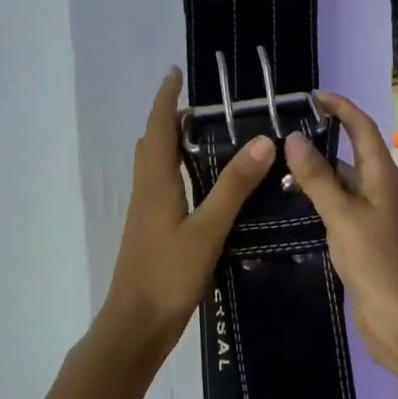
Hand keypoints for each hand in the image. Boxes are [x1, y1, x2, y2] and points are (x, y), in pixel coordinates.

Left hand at [97, 68, 273, 363]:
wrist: (136, 325)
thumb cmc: (168, 275)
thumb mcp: (207, 229)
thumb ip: (233, 187)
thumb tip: (261, 141)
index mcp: (155, 183)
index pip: (159, 127)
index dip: (166, 98)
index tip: (176, 73)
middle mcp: (146, 191)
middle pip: (152, 143)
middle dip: (170, 119)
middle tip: (204, 111)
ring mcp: (146, 213)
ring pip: (155, 166)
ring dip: (173, 145)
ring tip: (207, 140)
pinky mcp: (152, 231)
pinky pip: (162, 186)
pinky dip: (178, 171)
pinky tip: (204, 188)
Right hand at [282, 92, 397, 375]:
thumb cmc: (377, 262)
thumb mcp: (343, 216)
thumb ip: (317, 178)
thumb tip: (294, 138)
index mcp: (382, 176)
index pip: (362, 128)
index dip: (341, 107)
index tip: (311, 95)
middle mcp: (378, 189)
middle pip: (349, 153)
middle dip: (319, 140)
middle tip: (278, 134)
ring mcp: (370, 216)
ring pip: (339, 183)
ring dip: (313, 173)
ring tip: (272, 167)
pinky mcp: (361, 239)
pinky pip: (335, 208)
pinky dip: (314, 201)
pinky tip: (287, 206)